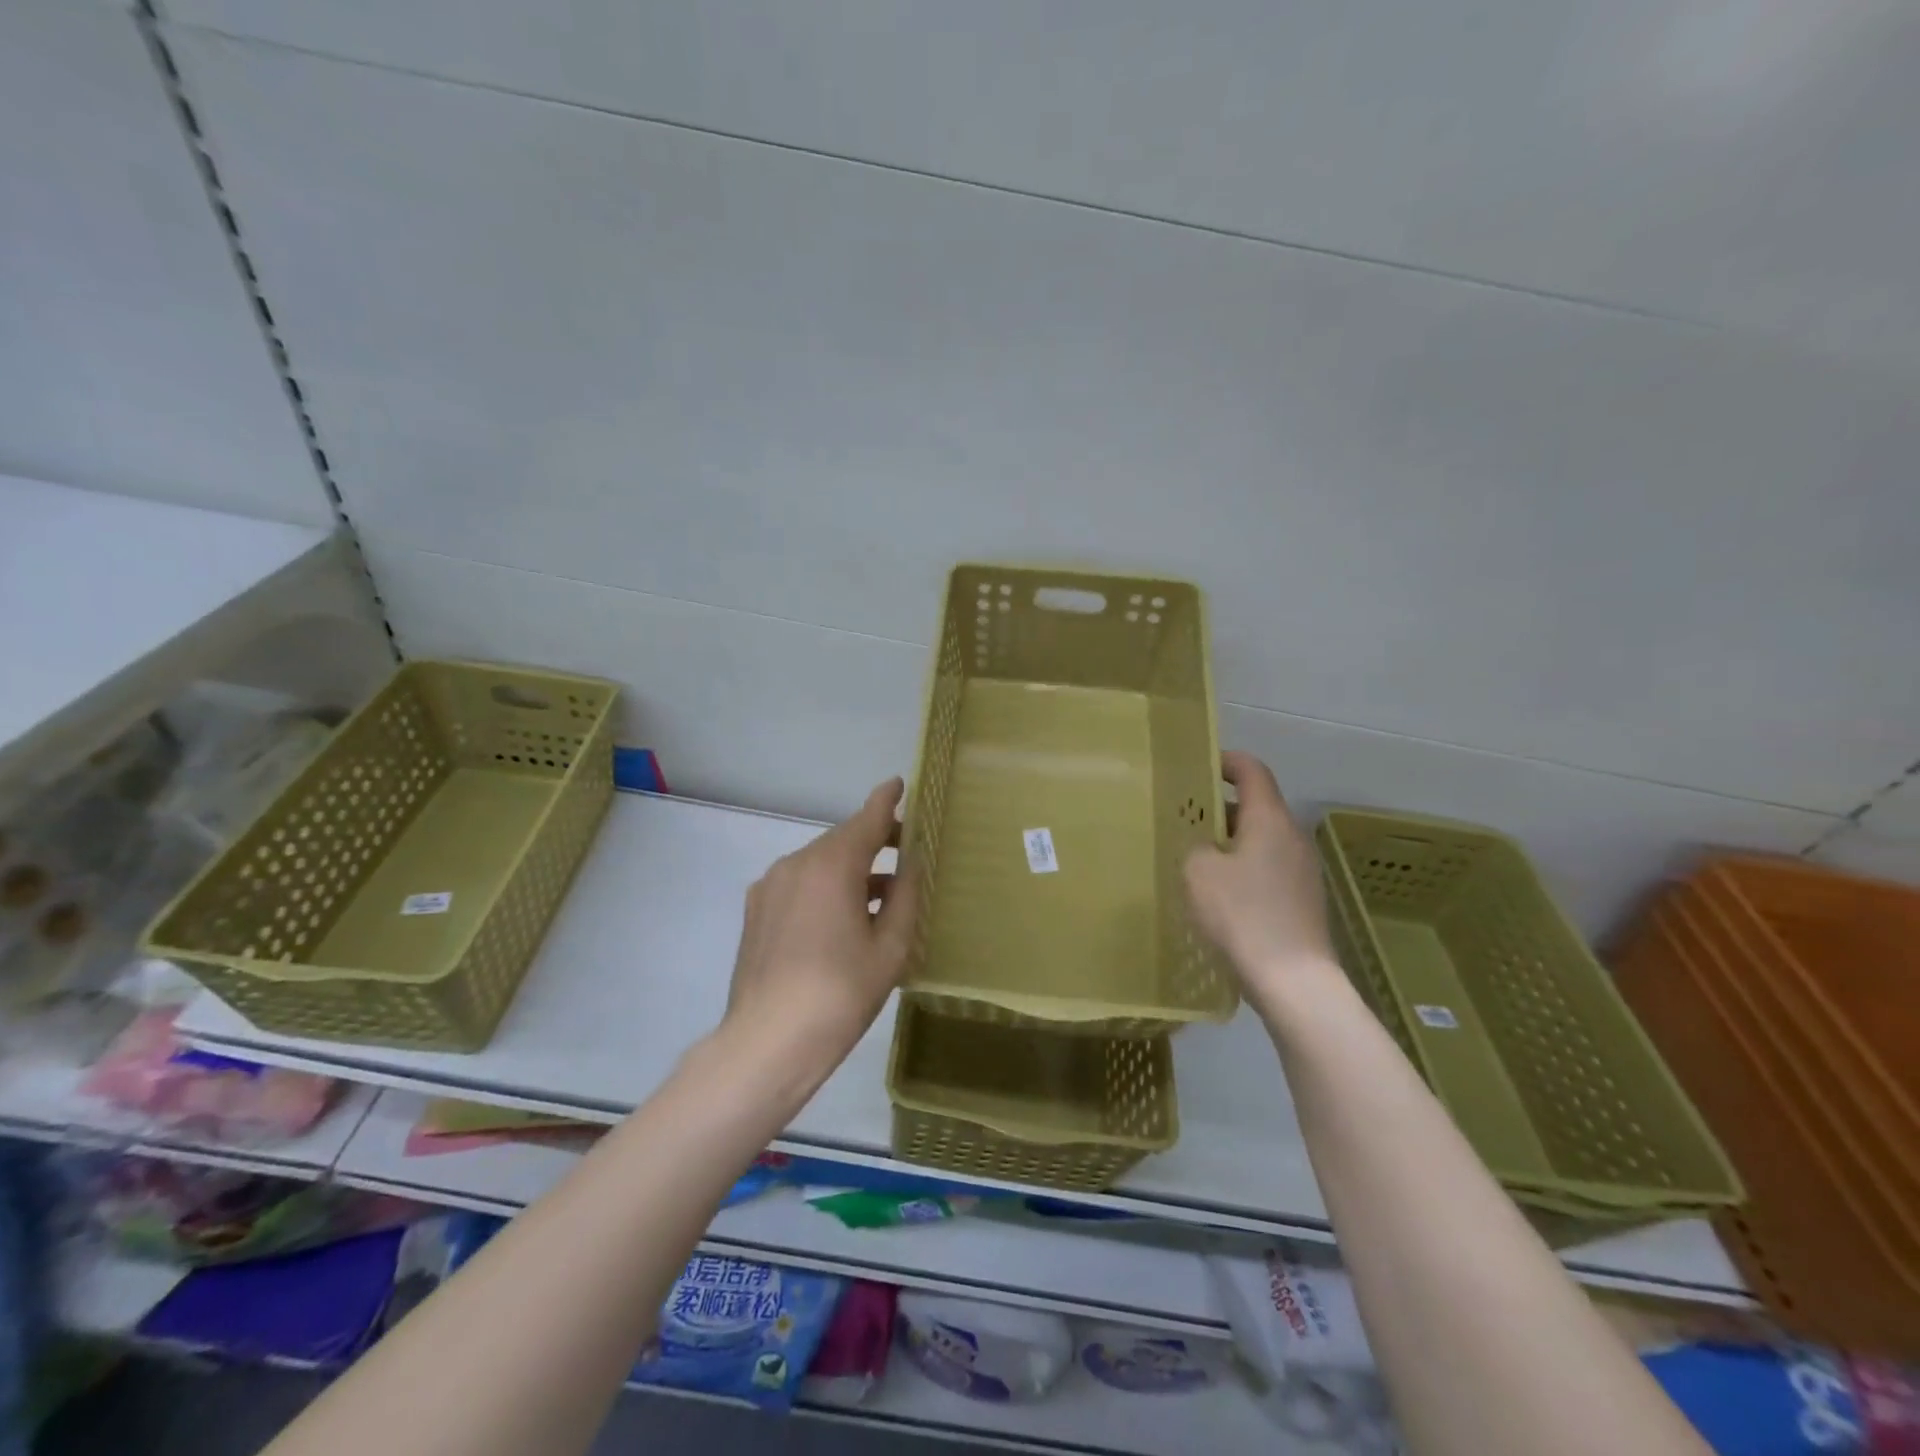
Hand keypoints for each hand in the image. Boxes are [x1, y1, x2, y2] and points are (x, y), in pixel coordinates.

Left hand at [720, 777, 916, 1077]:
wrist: (767, 1043)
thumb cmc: (840, 994)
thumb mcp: (889, 947)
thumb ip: (904, 896)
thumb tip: (908, 864)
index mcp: (831, 866)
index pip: (866, 819)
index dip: (886, 800)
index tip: (899, 783)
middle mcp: (796, 864)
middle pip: (842, 839)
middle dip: (872, 839)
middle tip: (903, 849)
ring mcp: (770, 886)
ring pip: (819, 862)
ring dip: (849, 867)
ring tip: (879, 892)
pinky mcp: (756, 910)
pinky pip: (799, 883)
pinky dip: (825, 886)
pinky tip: (841, 916)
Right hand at [1183, 752, 1339, 1010]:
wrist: (1294, 981)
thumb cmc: (1242, 915)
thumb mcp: (1199, 872)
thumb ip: (1196, 846)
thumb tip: (1206, 846)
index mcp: (1270, 820)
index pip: (1252, 771)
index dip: (1227, 761)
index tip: (1200, 767)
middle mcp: (1293, 837)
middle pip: (1257, 807)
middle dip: (1221, 808)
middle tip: (1186, 819)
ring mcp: (1304, 870)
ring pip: (1263, 840)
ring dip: (1232, 842)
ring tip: (1198, 859)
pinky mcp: (1304, 900)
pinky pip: (1270, 868)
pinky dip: (1245, 868)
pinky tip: (1222, 895)